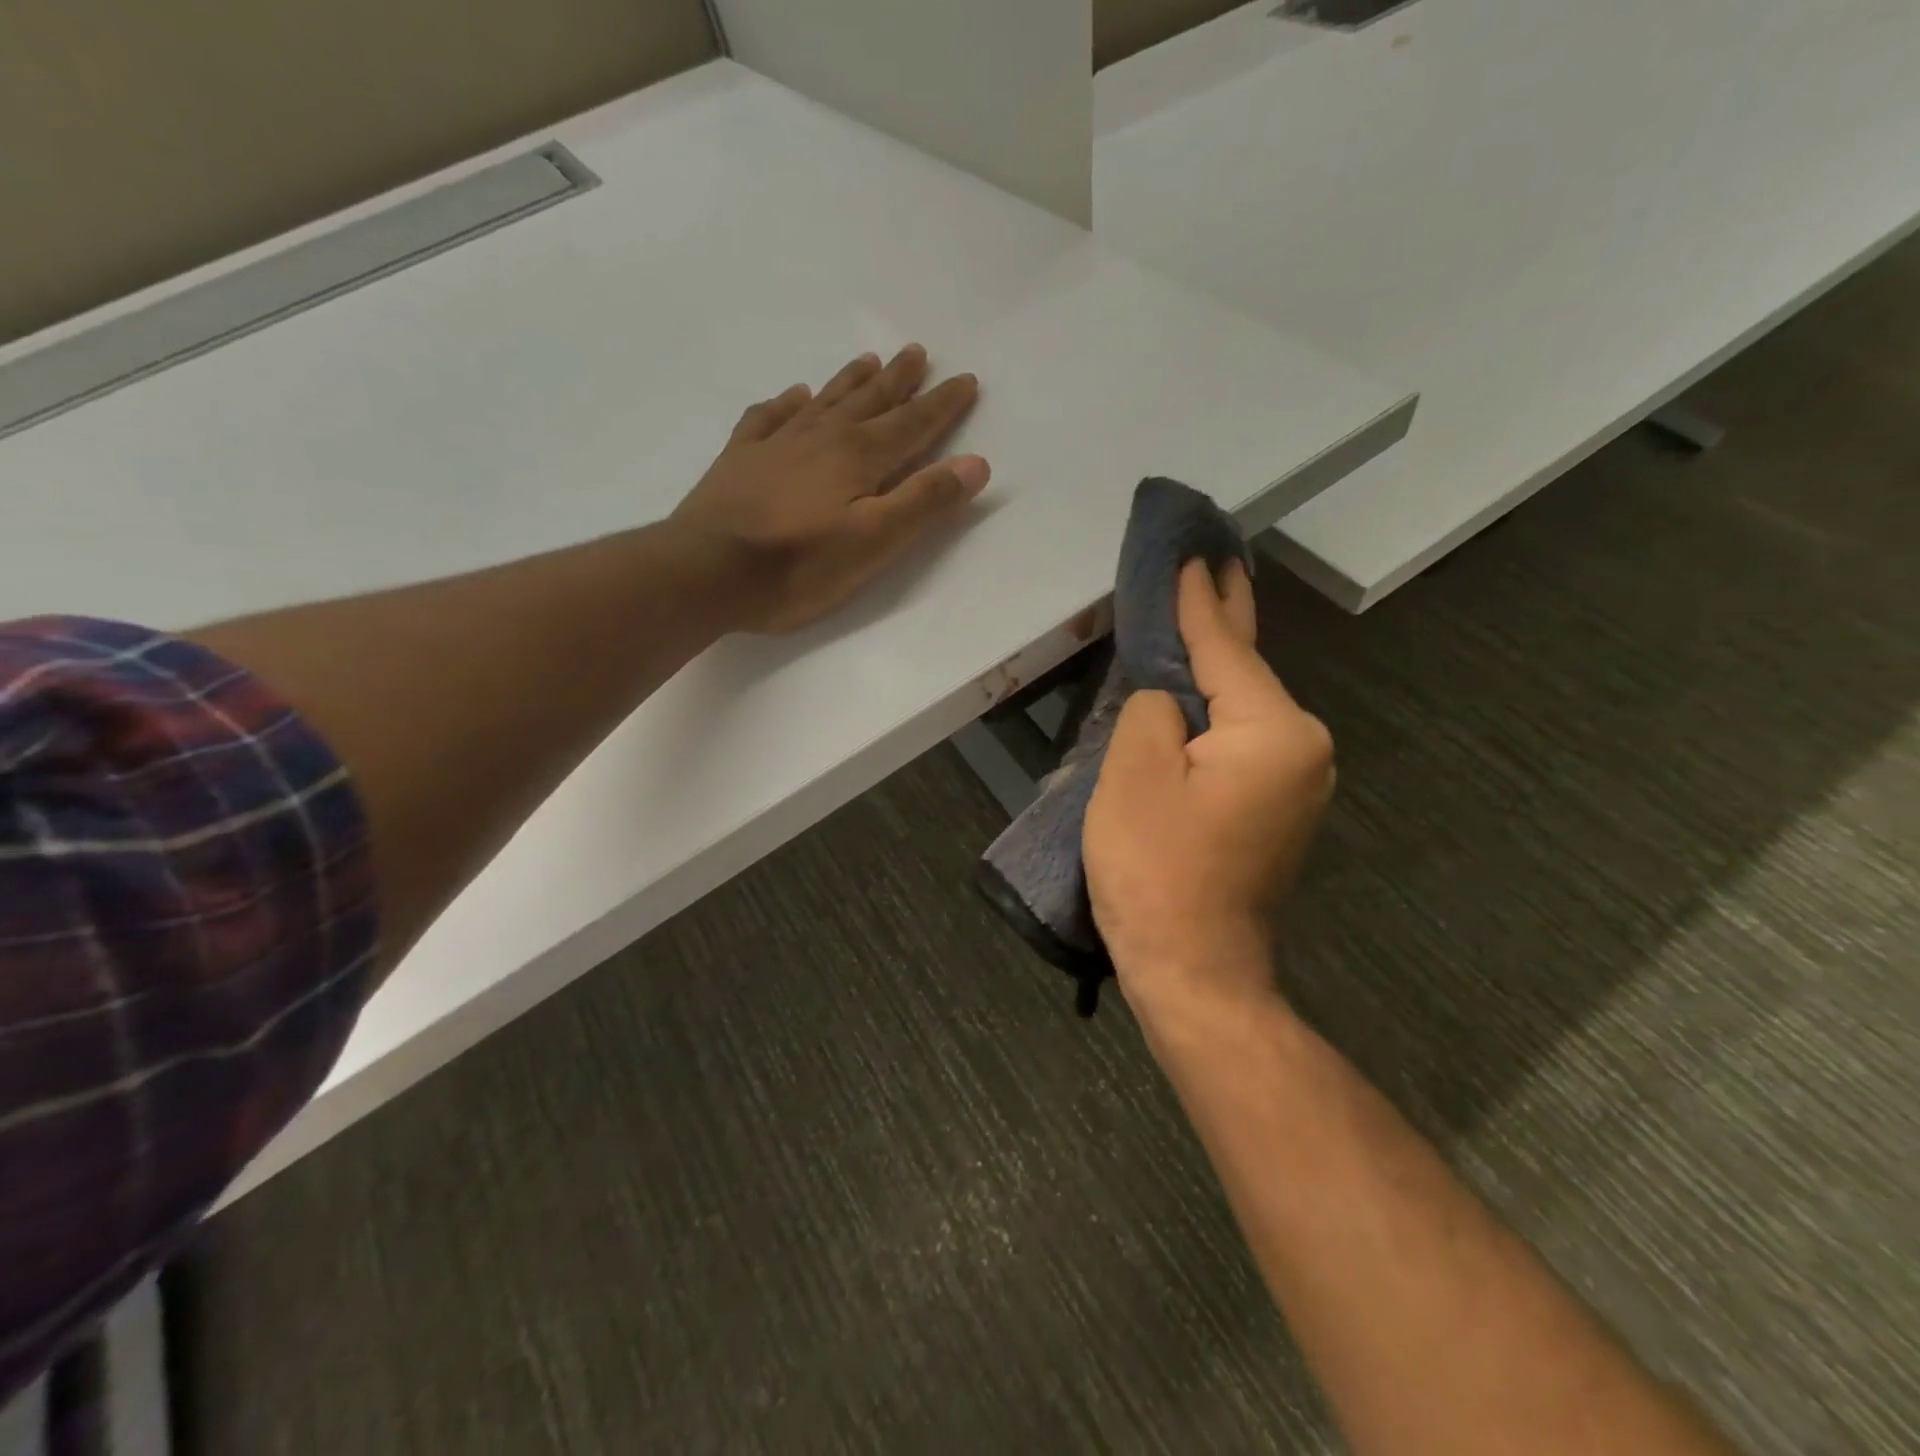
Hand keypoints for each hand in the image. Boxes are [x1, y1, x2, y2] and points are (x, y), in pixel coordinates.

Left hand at [672, 346, 987, 632]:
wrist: (705, 572)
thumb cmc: (798, 566)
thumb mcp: (874, 543)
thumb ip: (924, 502)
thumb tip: (976, 463)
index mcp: (859, 458)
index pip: (912, 425)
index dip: (942, 405)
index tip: (966, 380)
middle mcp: (821, 438)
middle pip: (869, 402)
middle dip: (899, 380)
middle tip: (917, 351)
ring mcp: (777, 445)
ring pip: (823, 401)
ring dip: (850, 381)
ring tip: (869, 360)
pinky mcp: (740, 460)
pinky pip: (769, 417)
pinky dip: (786, 403)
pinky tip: (793, 395)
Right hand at [1083, 560, 1335, 1016]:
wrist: (1194, 969)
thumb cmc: (1156, 869)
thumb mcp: (1134, 772)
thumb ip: (1152, 708)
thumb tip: (1170, 700)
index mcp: (1273, 731)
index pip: (1224, 649)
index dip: (1196, 602)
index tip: (1191, 554)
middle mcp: (1302, 748)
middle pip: (1247, 671)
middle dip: (1224, 619)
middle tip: (1214, 564)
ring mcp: (1296, 781)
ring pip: (1243, 708)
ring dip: (1215, 668)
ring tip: (1198, 615)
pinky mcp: (1276, 808)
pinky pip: (1241, 741)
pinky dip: (1216, 712)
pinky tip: (1198, 692)